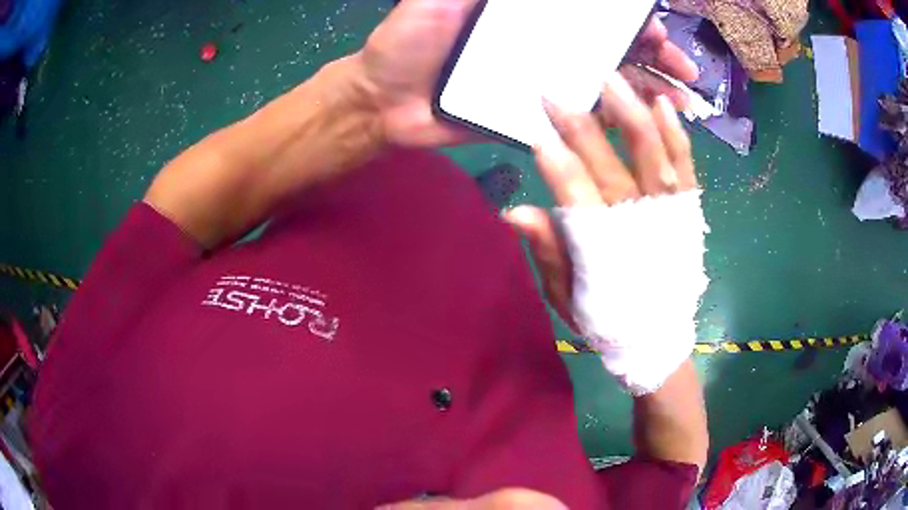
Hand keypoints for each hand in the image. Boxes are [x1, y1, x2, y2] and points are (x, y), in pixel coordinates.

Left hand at [354, 0, 698, 148]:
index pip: (594, 13)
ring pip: (608, 83)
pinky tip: (644, 131)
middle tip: (684, 71)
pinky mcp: (536, 118)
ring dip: (649, 91)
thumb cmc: (406, 42)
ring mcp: (545, 82)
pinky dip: (616, 123)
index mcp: (531, 16)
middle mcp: (546, 45)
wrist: (383, 101)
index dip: (632, 20)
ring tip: (682, 103)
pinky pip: (582, 119)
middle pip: (613, 47)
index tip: (659, 28)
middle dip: (655, 56)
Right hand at [503, 74, 697, 328]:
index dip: (555, 163)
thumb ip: (548, 252)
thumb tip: (514, 212)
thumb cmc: (607, 316)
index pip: (574, 194)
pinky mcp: (688, 210)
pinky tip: (664, 105)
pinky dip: (676, 136)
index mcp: (601, 244)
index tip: (535, 132)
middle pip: (607, 164)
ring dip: (630, 115)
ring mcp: (668, 213)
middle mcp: (637, 222)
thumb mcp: (566, 295)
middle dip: (579, 126)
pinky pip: (684, 168)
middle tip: (554, 91)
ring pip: (651, 155)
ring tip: (611, 79)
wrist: (656, 337)